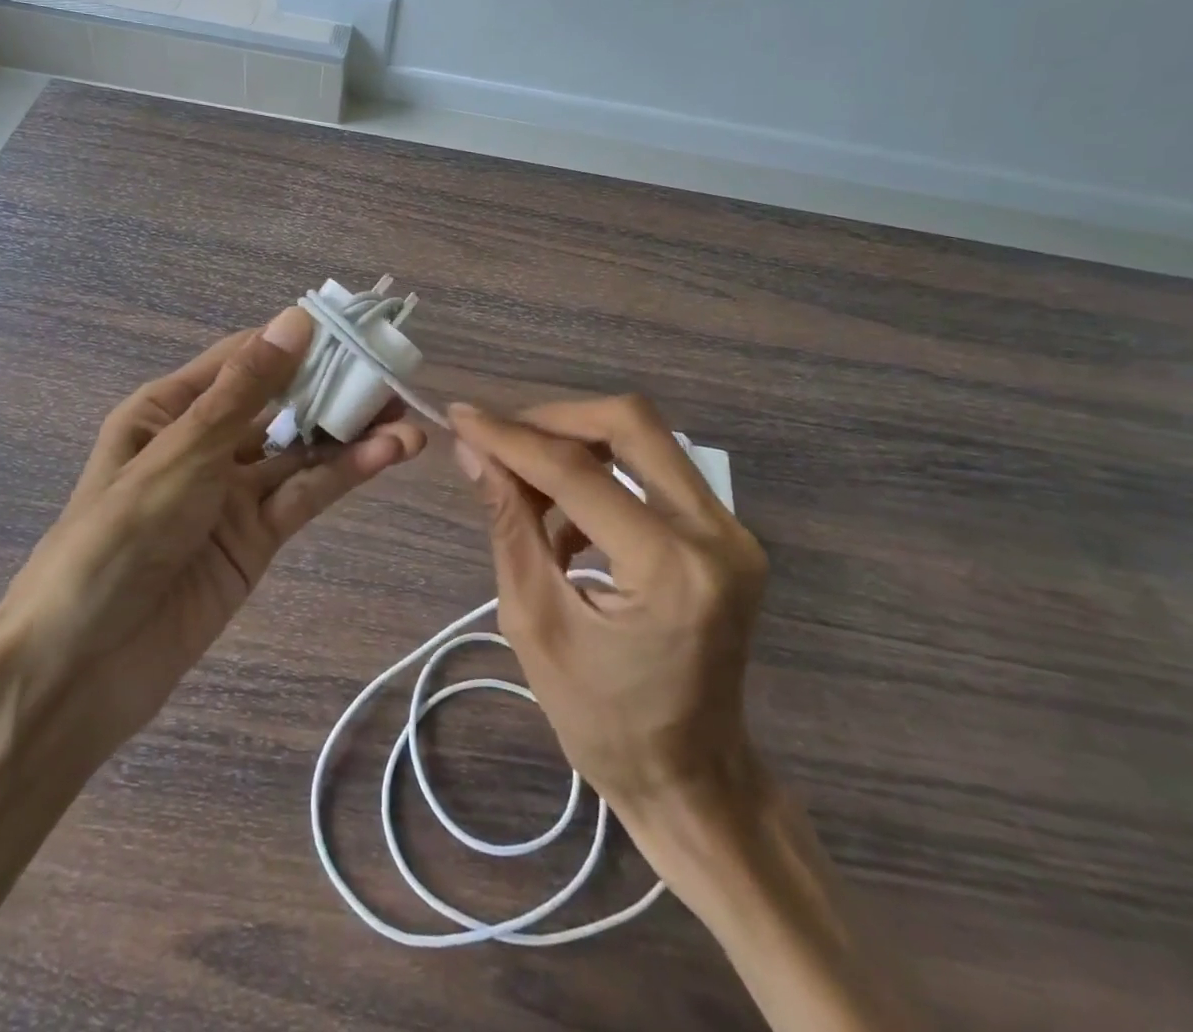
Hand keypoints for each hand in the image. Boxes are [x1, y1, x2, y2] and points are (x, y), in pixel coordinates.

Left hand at [0, 307, 427, 766]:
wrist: (80, 668)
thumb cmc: (116, 540)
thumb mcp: (180, 454)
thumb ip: (244, 392)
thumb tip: (296, 320)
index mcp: (169, 409)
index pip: (244, 359)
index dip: (298, 341)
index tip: (356, 327)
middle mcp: (204, 442)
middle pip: (280, 404)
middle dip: (335, 389)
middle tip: (395, 378)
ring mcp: (233, 493)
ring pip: (301, 452)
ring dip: (351, 435)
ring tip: (409, 423)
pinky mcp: (256, 538)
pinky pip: (303, 496)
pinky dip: (342, 475)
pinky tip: (386, 457)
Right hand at [447, 395, 769, 822]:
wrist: (693, 777)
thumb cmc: (603, 721)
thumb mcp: (535, 624)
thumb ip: (508, 525)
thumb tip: (473, 451)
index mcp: (668, 569)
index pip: (577, 472)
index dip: (511, 437)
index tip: (460, 415)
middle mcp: (716, 534)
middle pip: (631, 423)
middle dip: (554, 419)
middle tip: (499, 439)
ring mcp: (732, 531)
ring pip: (645, 439)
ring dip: (576, 444)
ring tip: (523, 486)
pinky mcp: (727, 534)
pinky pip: (656, 470)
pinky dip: (602, 473)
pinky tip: (564, 519)